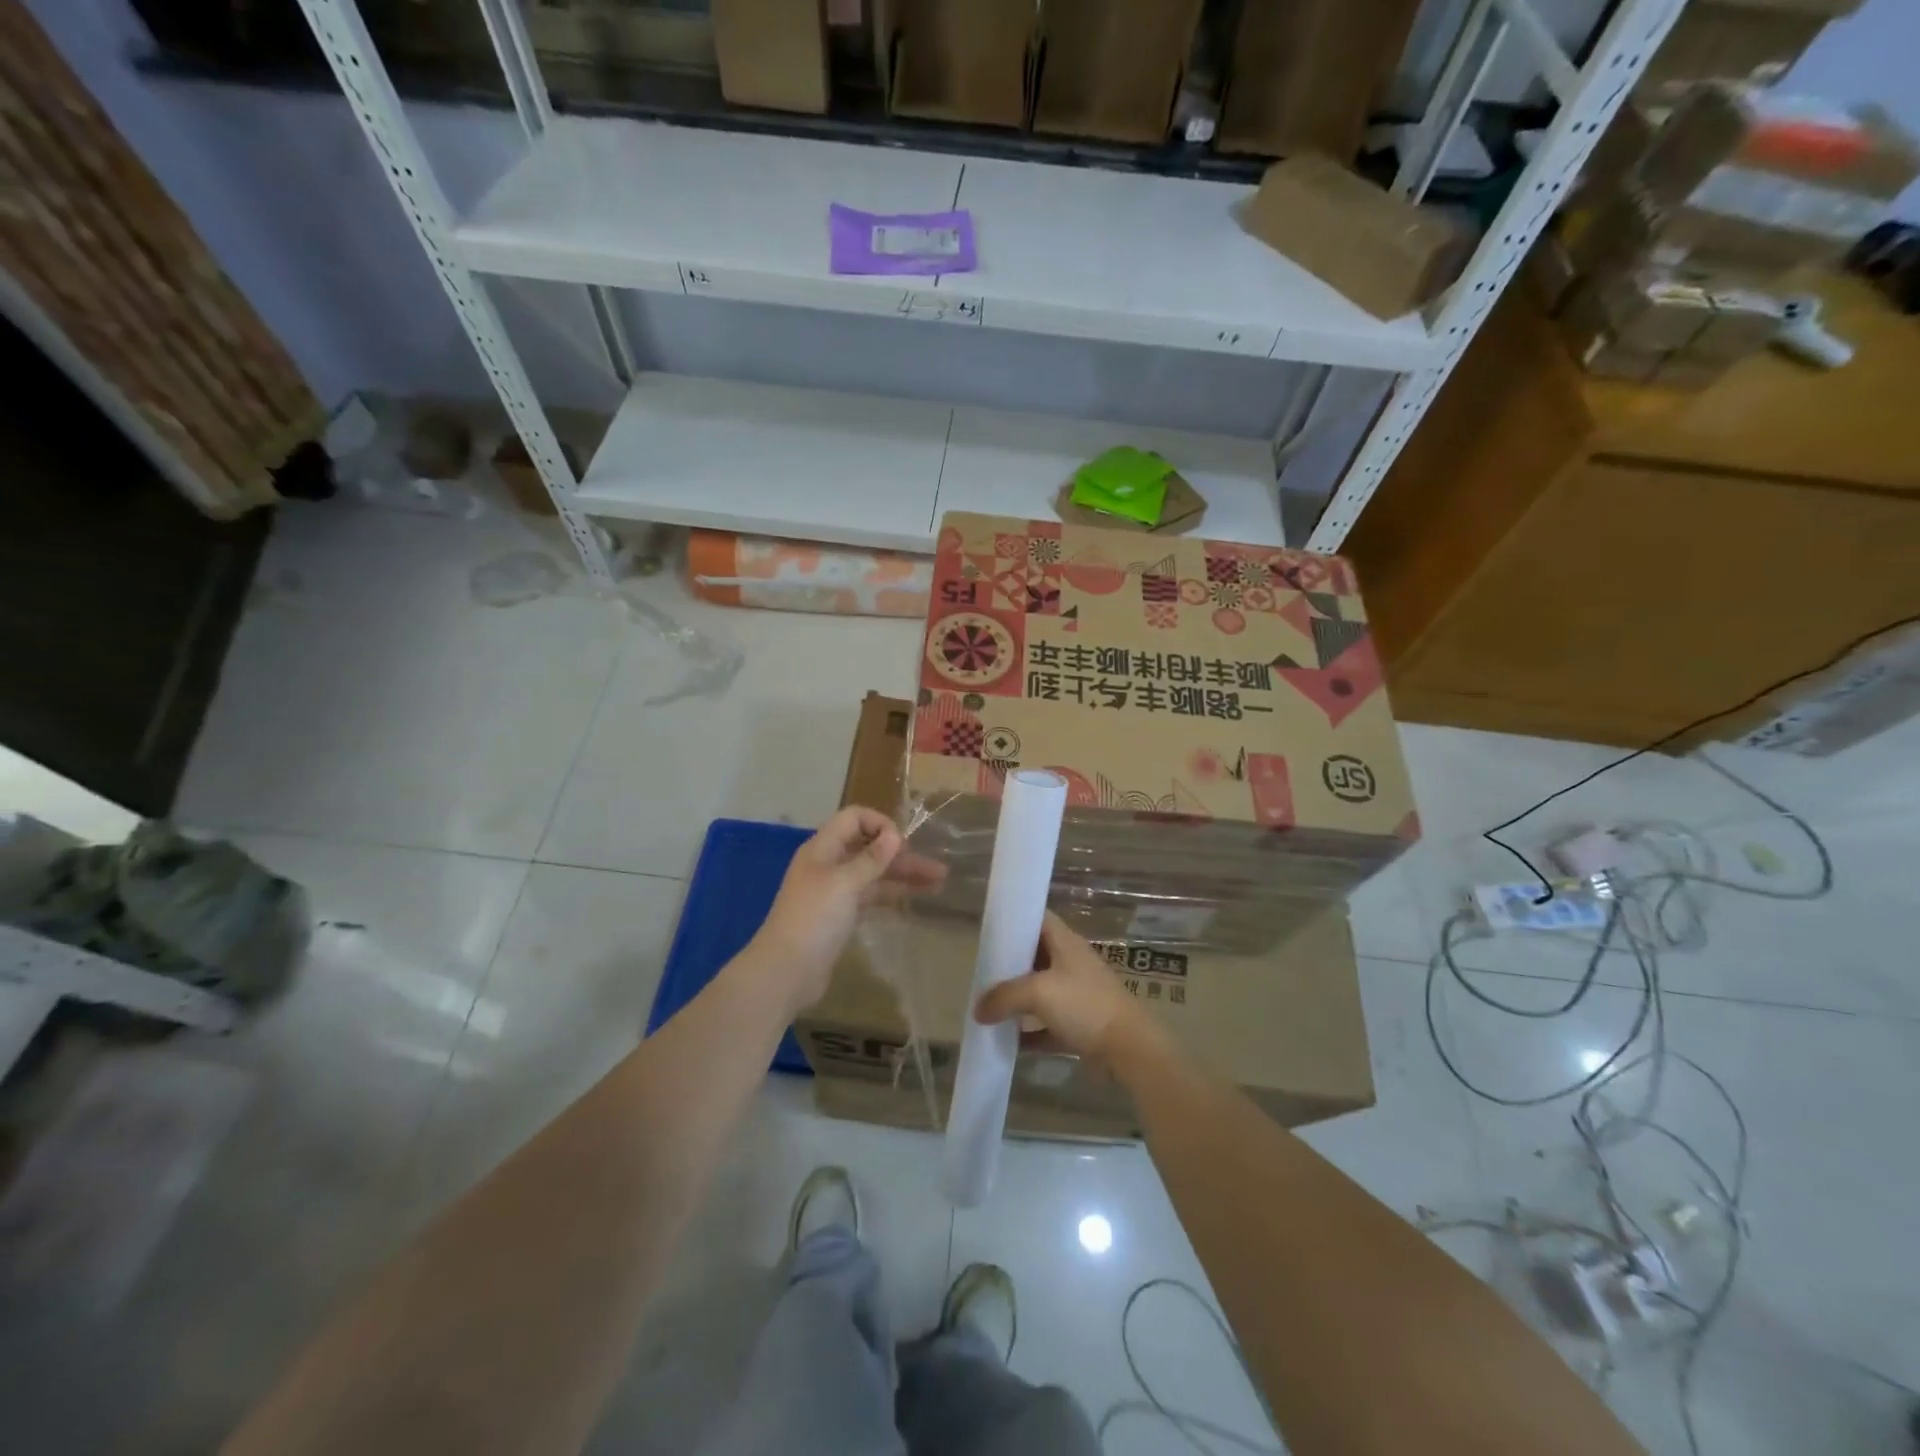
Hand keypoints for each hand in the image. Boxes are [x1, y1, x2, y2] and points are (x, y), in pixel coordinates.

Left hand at [752, 807, 940, 1015]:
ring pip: (874, 875)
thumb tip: (894, 834)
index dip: (880, 824)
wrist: (786, 971)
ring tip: (938, 883)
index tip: (903, 843)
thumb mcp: (844, 883)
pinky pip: (871, 897)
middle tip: (937, 868)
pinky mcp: (841, 917)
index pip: (854, 819)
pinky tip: (914, 901)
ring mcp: (835, 892)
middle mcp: (829, 865)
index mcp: (823, 848)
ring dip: (903, 876)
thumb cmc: (814, 919)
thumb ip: (871, 859)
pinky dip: (892, 896)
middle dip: (902, 855)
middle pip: (869, 848)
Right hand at [974, 912, 1161, 1067]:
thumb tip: (977, 1009)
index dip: (1016, 919)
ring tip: (987, 1005)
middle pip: (1034, 956)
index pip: (1038, 918)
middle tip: (981, 970)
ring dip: (1016, 999)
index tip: (990, 928)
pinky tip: (1006, 1041)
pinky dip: (1028, 1032)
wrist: (1129, 1049)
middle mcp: (1071, 964)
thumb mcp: (1038, 993)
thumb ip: (1004, 997)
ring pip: (1039, 991)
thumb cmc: (1085, 1006)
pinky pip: (1046, 1025)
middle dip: (1009, 963)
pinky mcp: (1079, 1025)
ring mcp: (1076, 995)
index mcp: (1065, 943)